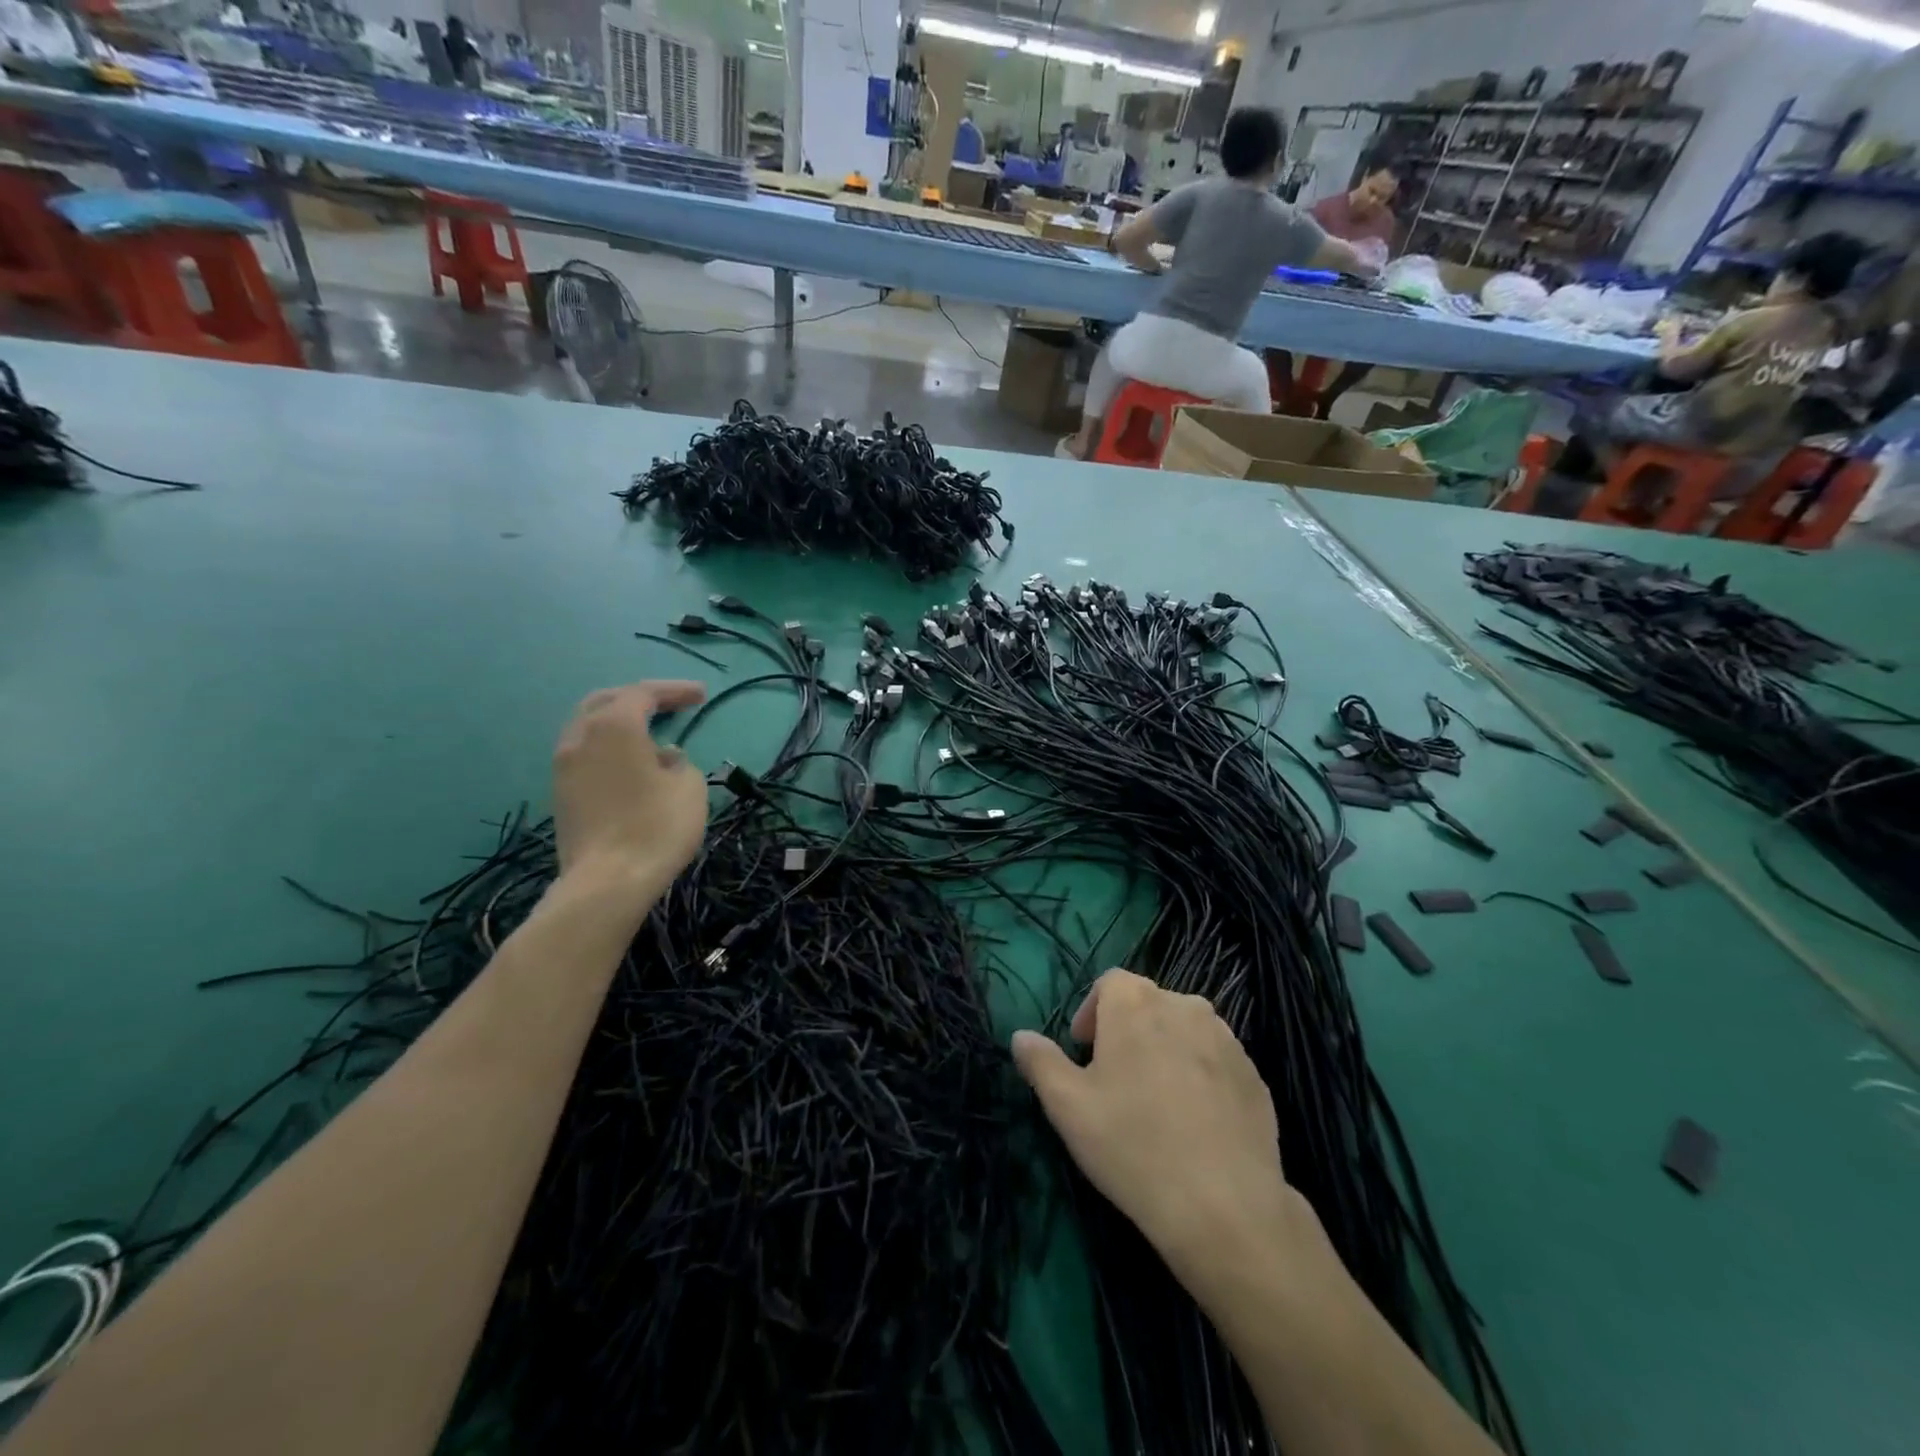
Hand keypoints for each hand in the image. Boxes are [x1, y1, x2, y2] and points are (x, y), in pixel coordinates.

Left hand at [552, 680, 708, 884]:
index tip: (702, 696)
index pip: (644, 693)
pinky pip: (585, 754)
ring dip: (619, 723)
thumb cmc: (657, 826)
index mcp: (614, 726)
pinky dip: (608, 747)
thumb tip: (663, 758)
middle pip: (606, 702)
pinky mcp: (560, 794)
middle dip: (639, 698)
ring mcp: (564, 766)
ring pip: (589, 727)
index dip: (675, 690)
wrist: (607, 882)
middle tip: (669, 705)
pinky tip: (630, 763)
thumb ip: (679, 762)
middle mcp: (581, 736)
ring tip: (649, 733)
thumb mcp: (689, 787)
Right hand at [1010, 969, 1294, 1282]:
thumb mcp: (1067, 1107)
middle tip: (1113, 1082)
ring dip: (1164, 1051)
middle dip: (1126, 1032)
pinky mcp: (1255, 1075)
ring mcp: (1227, 1039)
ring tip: (1154, 1103)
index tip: (1084, 1054)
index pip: (1109, 983)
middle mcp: (1185, 1005)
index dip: (1091, 1013)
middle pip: (1147, 1004)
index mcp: (1136, 1002)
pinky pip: (1215, 1062)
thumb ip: (1040, 1062)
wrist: (1225, 1207)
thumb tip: (1020, 1036)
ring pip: (1183, 1031)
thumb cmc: (1133, 1145)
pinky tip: (1192, 1124)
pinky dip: (1199, 1077)